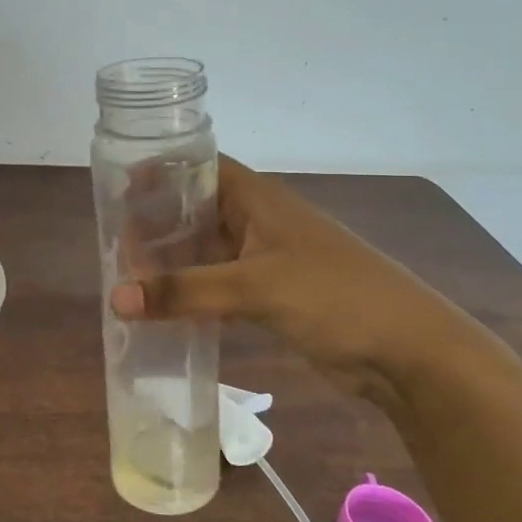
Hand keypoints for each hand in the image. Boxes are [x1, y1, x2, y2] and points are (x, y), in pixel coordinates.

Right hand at [111, 156, 466, 400]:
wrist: (408, 352)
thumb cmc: (334, 297)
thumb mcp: (254, 287)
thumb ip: (184, 291)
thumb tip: (115, 299)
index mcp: (258, 200)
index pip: (200, 168)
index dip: (161, 172)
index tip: (118, 189)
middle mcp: (258, 222)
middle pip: (196, 210)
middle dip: (156, 224)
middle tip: (113, 244)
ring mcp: (265, 260)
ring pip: (205, 251)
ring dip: (171, 262)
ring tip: (127, 276)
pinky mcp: (270, 295)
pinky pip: (218, 285)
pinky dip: (191, 293)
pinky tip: (162, 309)